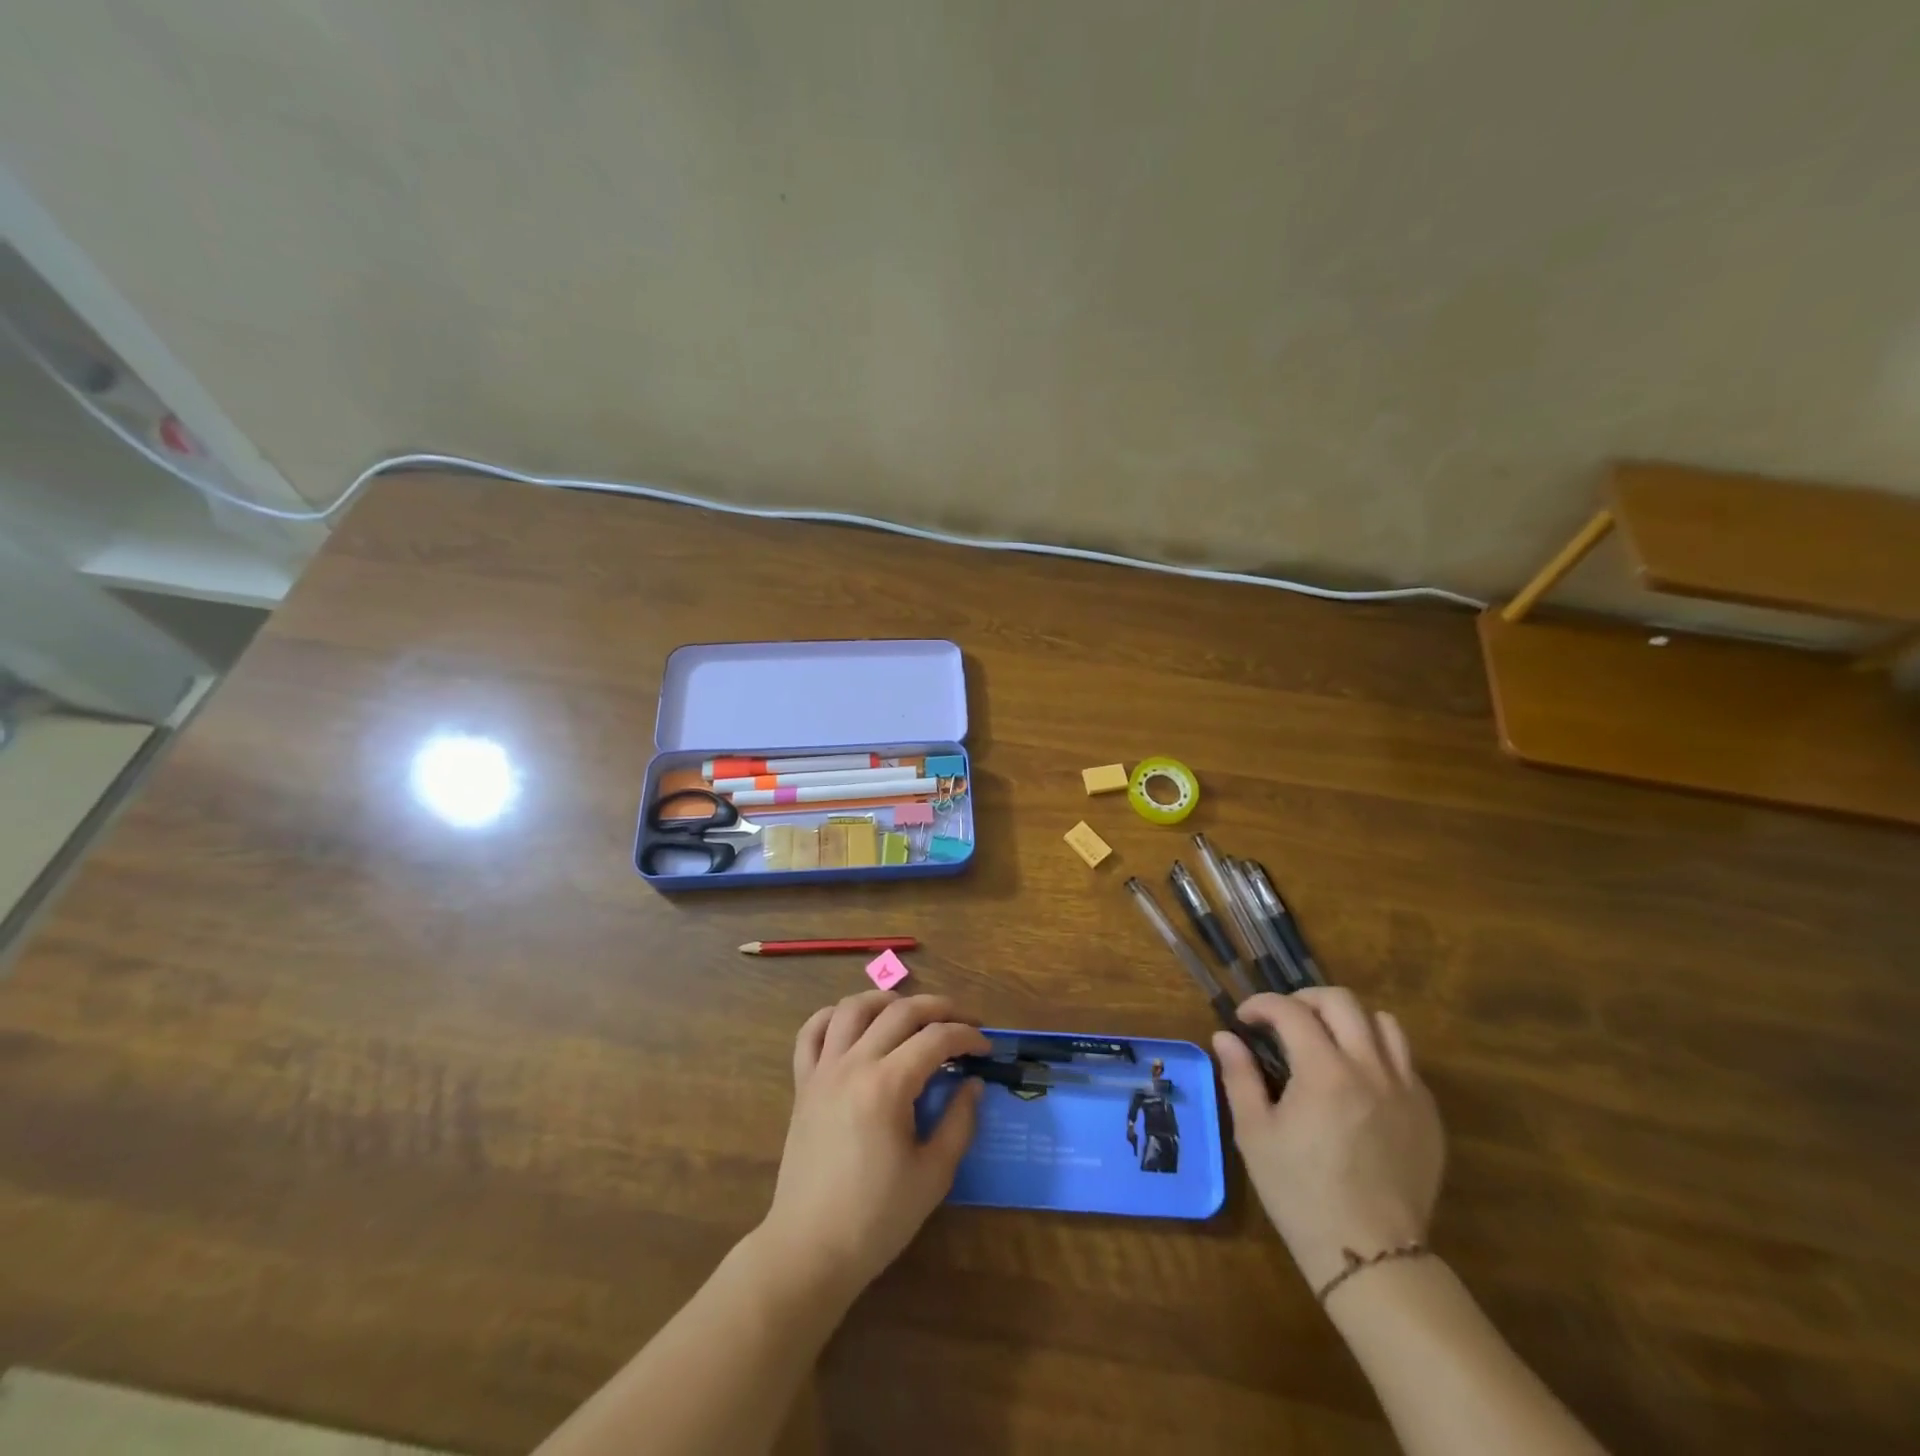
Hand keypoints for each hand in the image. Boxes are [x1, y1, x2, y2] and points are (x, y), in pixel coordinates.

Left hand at [758, 991, 988, 1304]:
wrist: (810, 1250)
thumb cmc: (877, 1219)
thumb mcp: (933, 1175)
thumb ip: (959, 1122)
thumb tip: (973, 1085)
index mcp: (888, 1085)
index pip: (936, 1039)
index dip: (967, 1037)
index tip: (985, 1049)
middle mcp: (854, 1064)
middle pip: (900, 1011)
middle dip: (939, 1008)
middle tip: (962, 1022)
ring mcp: (823, 1070)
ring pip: (853, 1008)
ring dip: (887, 1000)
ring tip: (911, 1013)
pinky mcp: (803, 1084)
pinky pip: (812, 1032)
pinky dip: (834, 1016)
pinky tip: (854, 1024)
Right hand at [1214, 988, 1444, 1294]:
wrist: (1370, 1256)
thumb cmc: (1300, 1193)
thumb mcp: (1255, 1133)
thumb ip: (1240, 1076)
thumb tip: (1225, 1036)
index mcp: (1324, 1072)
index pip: (1290, 1010)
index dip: (1261, 1005)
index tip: (1245, 1020)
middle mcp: (1370, 1069)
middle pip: (1342, 1001)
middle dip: (1305, 999)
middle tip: (1283, 1020)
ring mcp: (1406, 1090)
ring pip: (1384, 1024)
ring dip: (1349, 1020)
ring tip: (1327, 1040)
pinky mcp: (1428, 1114)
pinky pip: (1405, 1062)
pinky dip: (1377, 1053)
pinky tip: (1356, 1080)